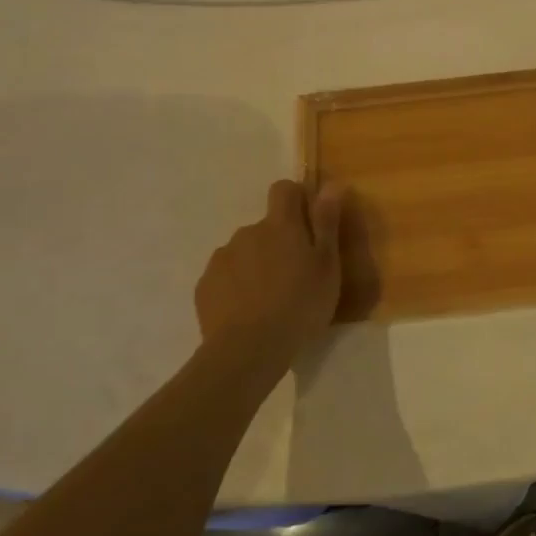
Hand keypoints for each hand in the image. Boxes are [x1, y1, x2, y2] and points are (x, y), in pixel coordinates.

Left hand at [194, 180, 345, 382]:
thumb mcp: (327, 266)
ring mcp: (222, 258)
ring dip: (256, 264)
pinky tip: (247, 312)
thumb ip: (326, 223)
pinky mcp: (205, 286)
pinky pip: (225, 276)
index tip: (308, 224)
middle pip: (265, 226)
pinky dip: (236, 287)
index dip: (296, 199)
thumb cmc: (300, 305)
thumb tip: (331, 184)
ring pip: (244, 252)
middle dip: (278, 242)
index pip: (284, 189)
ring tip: (269, 299)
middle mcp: (247, 232)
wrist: (248, 351)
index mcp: (280, 225)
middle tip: (294, 275)